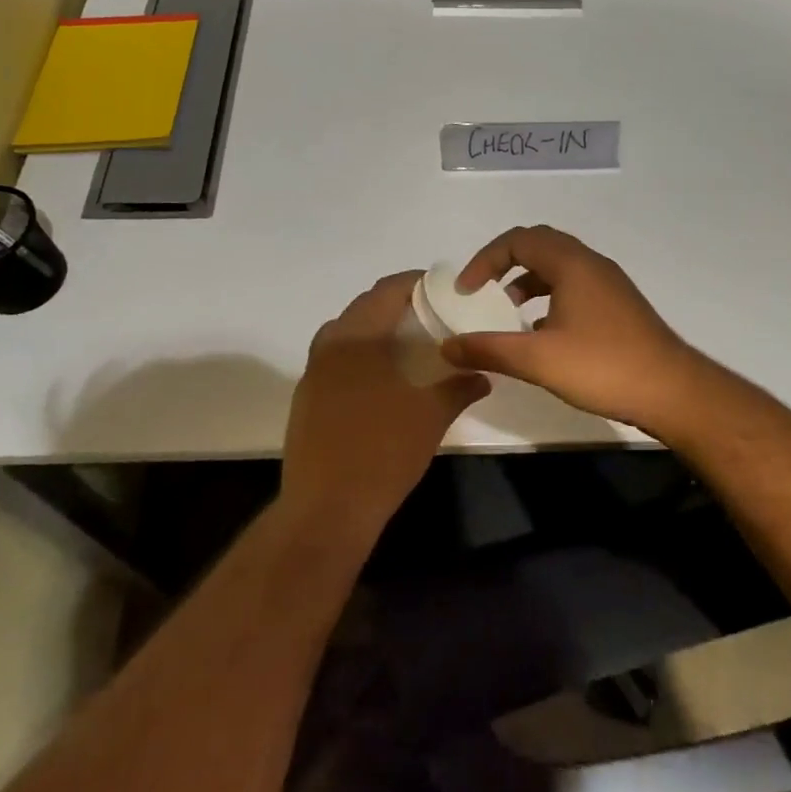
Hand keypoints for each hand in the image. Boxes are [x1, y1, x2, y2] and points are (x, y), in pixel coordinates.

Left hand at [278, 272, 490, 546]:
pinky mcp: (306, 397)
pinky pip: (336, 358)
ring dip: (377, 329)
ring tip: (410, 344)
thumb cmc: (383, 452)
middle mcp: (330, 344)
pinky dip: (361, 354)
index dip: (417, 282)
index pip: (388, 290)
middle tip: (432, 316)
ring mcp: (313, 371)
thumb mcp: (431, 417)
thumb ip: (459, 388)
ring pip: (347, 332)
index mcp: (358, 337)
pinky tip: (383, 378)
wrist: (326, 509)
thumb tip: (484, 375)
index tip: (443, 289)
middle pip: (366, 306)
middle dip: (398, 304)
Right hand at [443, 225, 707, 435]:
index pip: (518, 240)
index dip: (485, 260)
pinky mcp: (619, 304)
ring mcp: (609, 283)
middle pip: (539, 244)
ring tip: (509, 310)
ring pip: (559, 265)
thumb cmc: (603, 367)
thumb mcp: (538, 360)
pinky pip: (575, 284)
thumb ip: (489, 350)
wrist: (673, 391)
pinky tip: (543, 331)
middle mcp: (591, 263)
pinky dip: (550, 295)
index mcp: (571, 264)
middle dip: (505, 262)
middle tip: (484, 289)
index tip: (466, 291)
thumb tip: (447, 347)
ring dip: (529, 279)